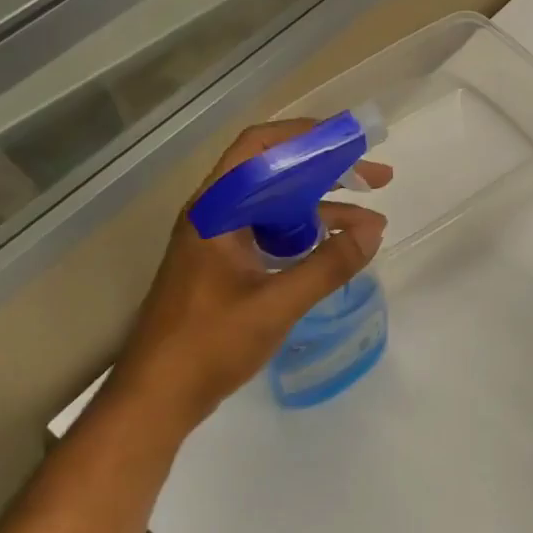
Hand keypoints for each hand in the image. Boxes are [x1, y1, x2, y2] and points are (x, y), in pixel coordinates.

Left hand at [103, 121, 389, 434]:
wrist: (156, 398)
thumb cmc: (208, 345)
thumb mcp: (276, 305)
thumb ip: (327, 266)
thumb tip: (374, 231)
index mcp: (216, 210)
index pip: (261, 148)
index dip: (307, 135)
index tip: (352, 141)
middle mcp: (215, 215)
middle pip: (275, 173)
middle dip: (327, 172)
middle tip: (376, 179)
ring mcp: (219, 241)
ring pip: (277, 206)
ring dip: (321, 207)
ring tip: (369, 223)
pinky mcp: (225, 266)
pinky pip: (271, 234)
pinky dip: (305, 235)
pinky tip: (335, 250)